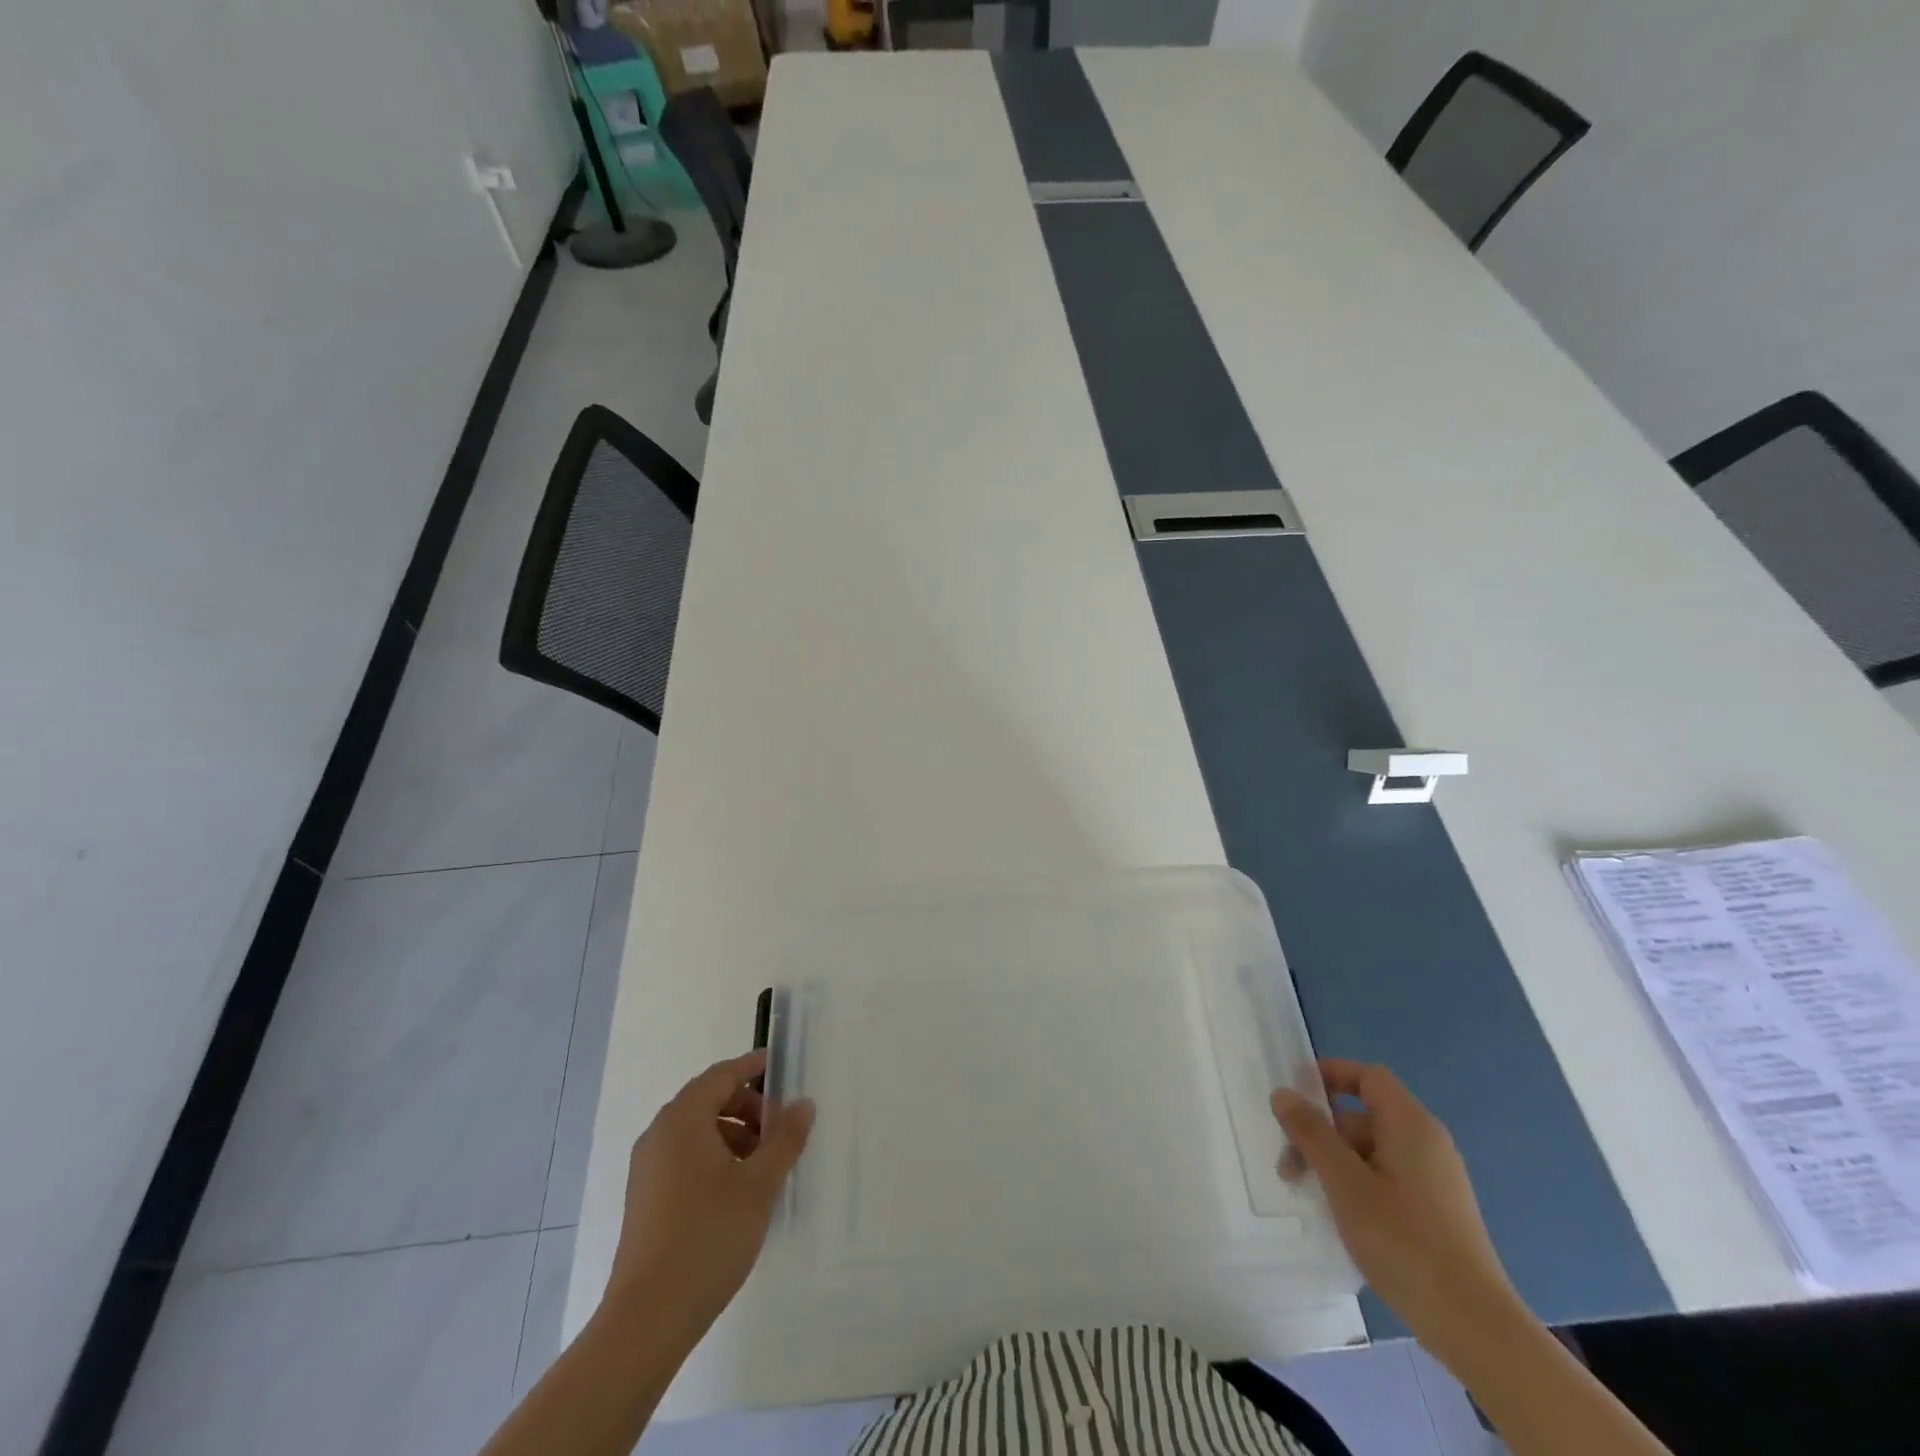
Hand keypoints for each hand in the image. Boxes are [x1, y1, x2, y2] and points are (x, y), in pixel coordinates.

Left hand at [603, 1049, 813, 1342]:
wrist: (647, 1319)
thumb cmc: (708, 1237)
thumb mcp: (759, 1183)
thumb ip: (785, 1138)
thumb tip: (803, 1103)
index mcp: (682, 1119)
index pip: (723, 1074)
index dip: (754, 1067)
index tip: (785, 1069)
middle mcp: (659, 1134)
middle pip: (709, 1100)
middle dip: (748, 1106)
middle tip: (782, 1126)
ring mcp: (648, 1169)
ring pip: (698, 1131)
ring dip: (734, 1134)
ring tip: (766, 1163)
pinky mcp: (646, 1199)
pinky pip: (686, 1158)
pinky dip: (715, 1158)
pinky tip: (740, 1190)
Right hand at [1271, 1059, 1522, 1361]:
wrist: (1475, 1327)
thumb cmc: (1404, 1242)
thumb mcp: (1344, 1182)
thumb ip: (1311, 1133)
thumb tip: (1283, 1092)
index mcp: (1411, 1125)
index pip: (1368, 1077)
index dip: (1330, 1075)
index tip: (1294, 1095)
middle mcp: (1427, 1143)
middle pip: (1364, 1115)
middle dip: (1321, 1130)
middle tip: (1289, 1162)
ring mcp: (1436, 1179)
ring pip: (1372, 1149)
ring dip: (1334, 1161)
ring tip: (1307, 1193)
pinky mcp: (1437, 1211)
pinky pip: (1388, 1176)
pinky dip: (1357, 1182)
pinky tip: (1341, 1214)